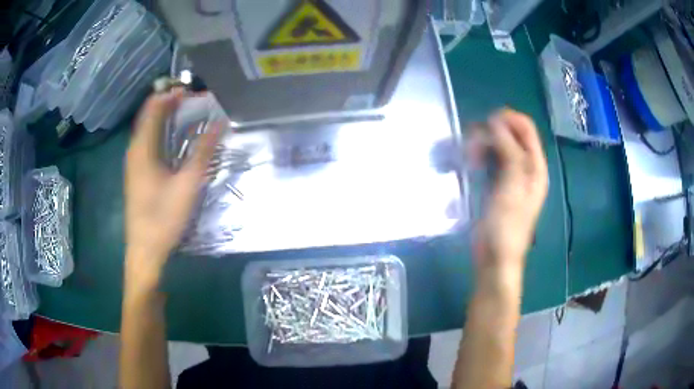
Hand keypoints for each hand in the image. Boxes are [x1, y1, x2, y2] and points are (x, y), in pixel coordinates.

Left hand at [125, 89, 219, 286]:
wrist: (145, 250)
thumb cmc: (163, 217)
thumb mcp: (187, 184)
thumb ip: (203, 151)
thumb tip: (220, 123)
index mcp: (142, 148)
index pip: (154, 107)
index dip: (172, 94)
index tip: (194, 90)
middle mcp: (134, 150)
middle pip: (149, 115)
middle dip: (169, 102)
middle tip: (194, 99)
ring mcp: (133, 162)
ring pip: (147, 128)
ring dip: (165, 116)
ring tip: (187, 112)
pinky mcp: (136, 173)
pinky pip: (147, 141)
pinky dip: (161, 131)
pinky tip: (174, 138)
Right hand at [475, 109, 547, 270]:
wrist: (496, 258)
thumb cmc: (507, 225)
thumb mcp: (512, 186)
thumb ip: (509, 150)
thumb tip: (496, 122)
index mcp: (535, 166)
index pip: (526, 128)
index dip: (507, 118)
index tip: (485, 121)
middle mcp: (525, 167)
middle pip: (510, 135)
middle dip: (490, 133)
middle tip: (471, 146)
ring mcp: (511, 176)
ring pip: (497, 147)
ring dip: (481, 145)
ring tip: (467, 158)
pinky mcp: (497, 185)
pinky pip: (489, 161)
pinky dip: (478, 158)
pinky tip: (467, 166)